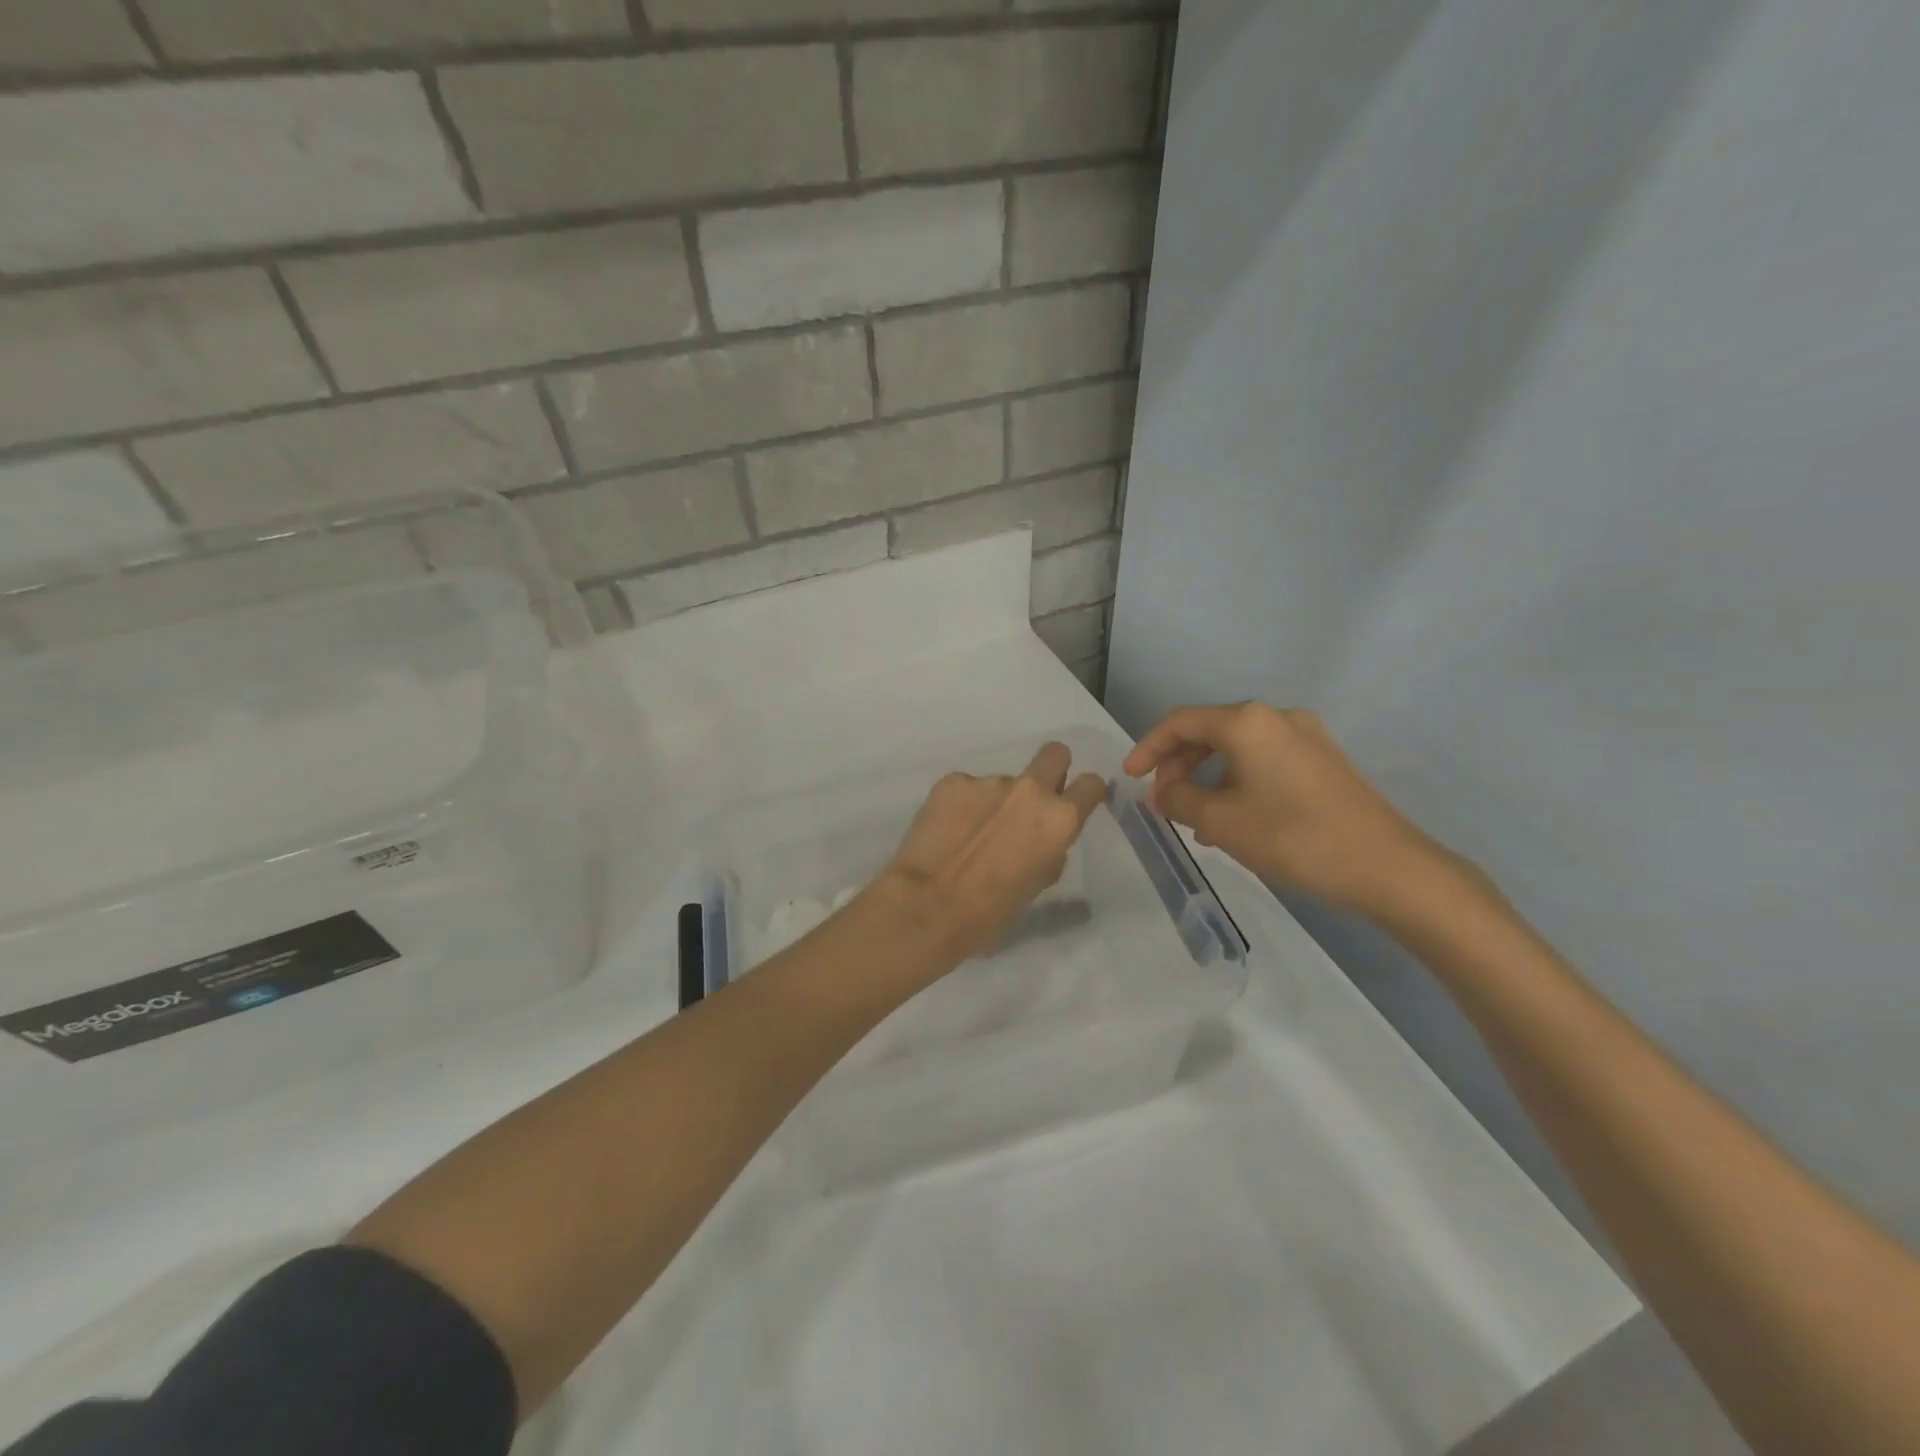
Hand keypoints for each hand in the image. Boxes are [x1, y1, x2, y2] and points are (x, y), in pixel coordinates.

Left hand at [879, 742, 1107, 962]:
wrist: (927, 905)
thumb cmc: (991, 911)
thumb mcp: (1036, 886)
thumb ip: (1048, 852)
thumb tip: (1042, 843)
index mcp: (1058, 819)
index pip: (1091, 785)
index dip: (1085, 793)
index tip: (1075, 802)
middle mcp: (1029, 790)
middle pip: (1054, 754)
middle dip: (1051, 769)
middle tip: (1032, 800)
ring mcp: (988, 781)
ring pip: (1001, 782)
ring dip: (994, 802)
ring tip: (971, 835)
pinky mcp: (952, 781)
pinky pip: (967, 788)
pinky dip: (962, 805)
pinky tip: (947, 831)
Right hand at [1123, 703, 1456, 918]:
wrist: (1387, 866)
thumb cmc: (1293, 837)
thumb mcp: (1221, 822)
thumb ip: (1179, 800)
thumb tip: (1162, 792)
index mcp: (1247, 722)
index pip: (1180, 722)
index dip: (1148, 747)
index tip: (1130, 778)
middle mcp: (1276, 717)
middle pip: (1209, 731)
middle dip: (1178, 764)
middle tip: (1162, 801)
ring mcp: (1306, 737)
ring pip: (1237, 749)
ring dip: (1207, 777)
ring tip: (1195, 819)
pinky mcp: (1324, 761)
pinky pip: (1264, 761)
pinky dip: (1237, 782)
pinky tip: (1234, 819)